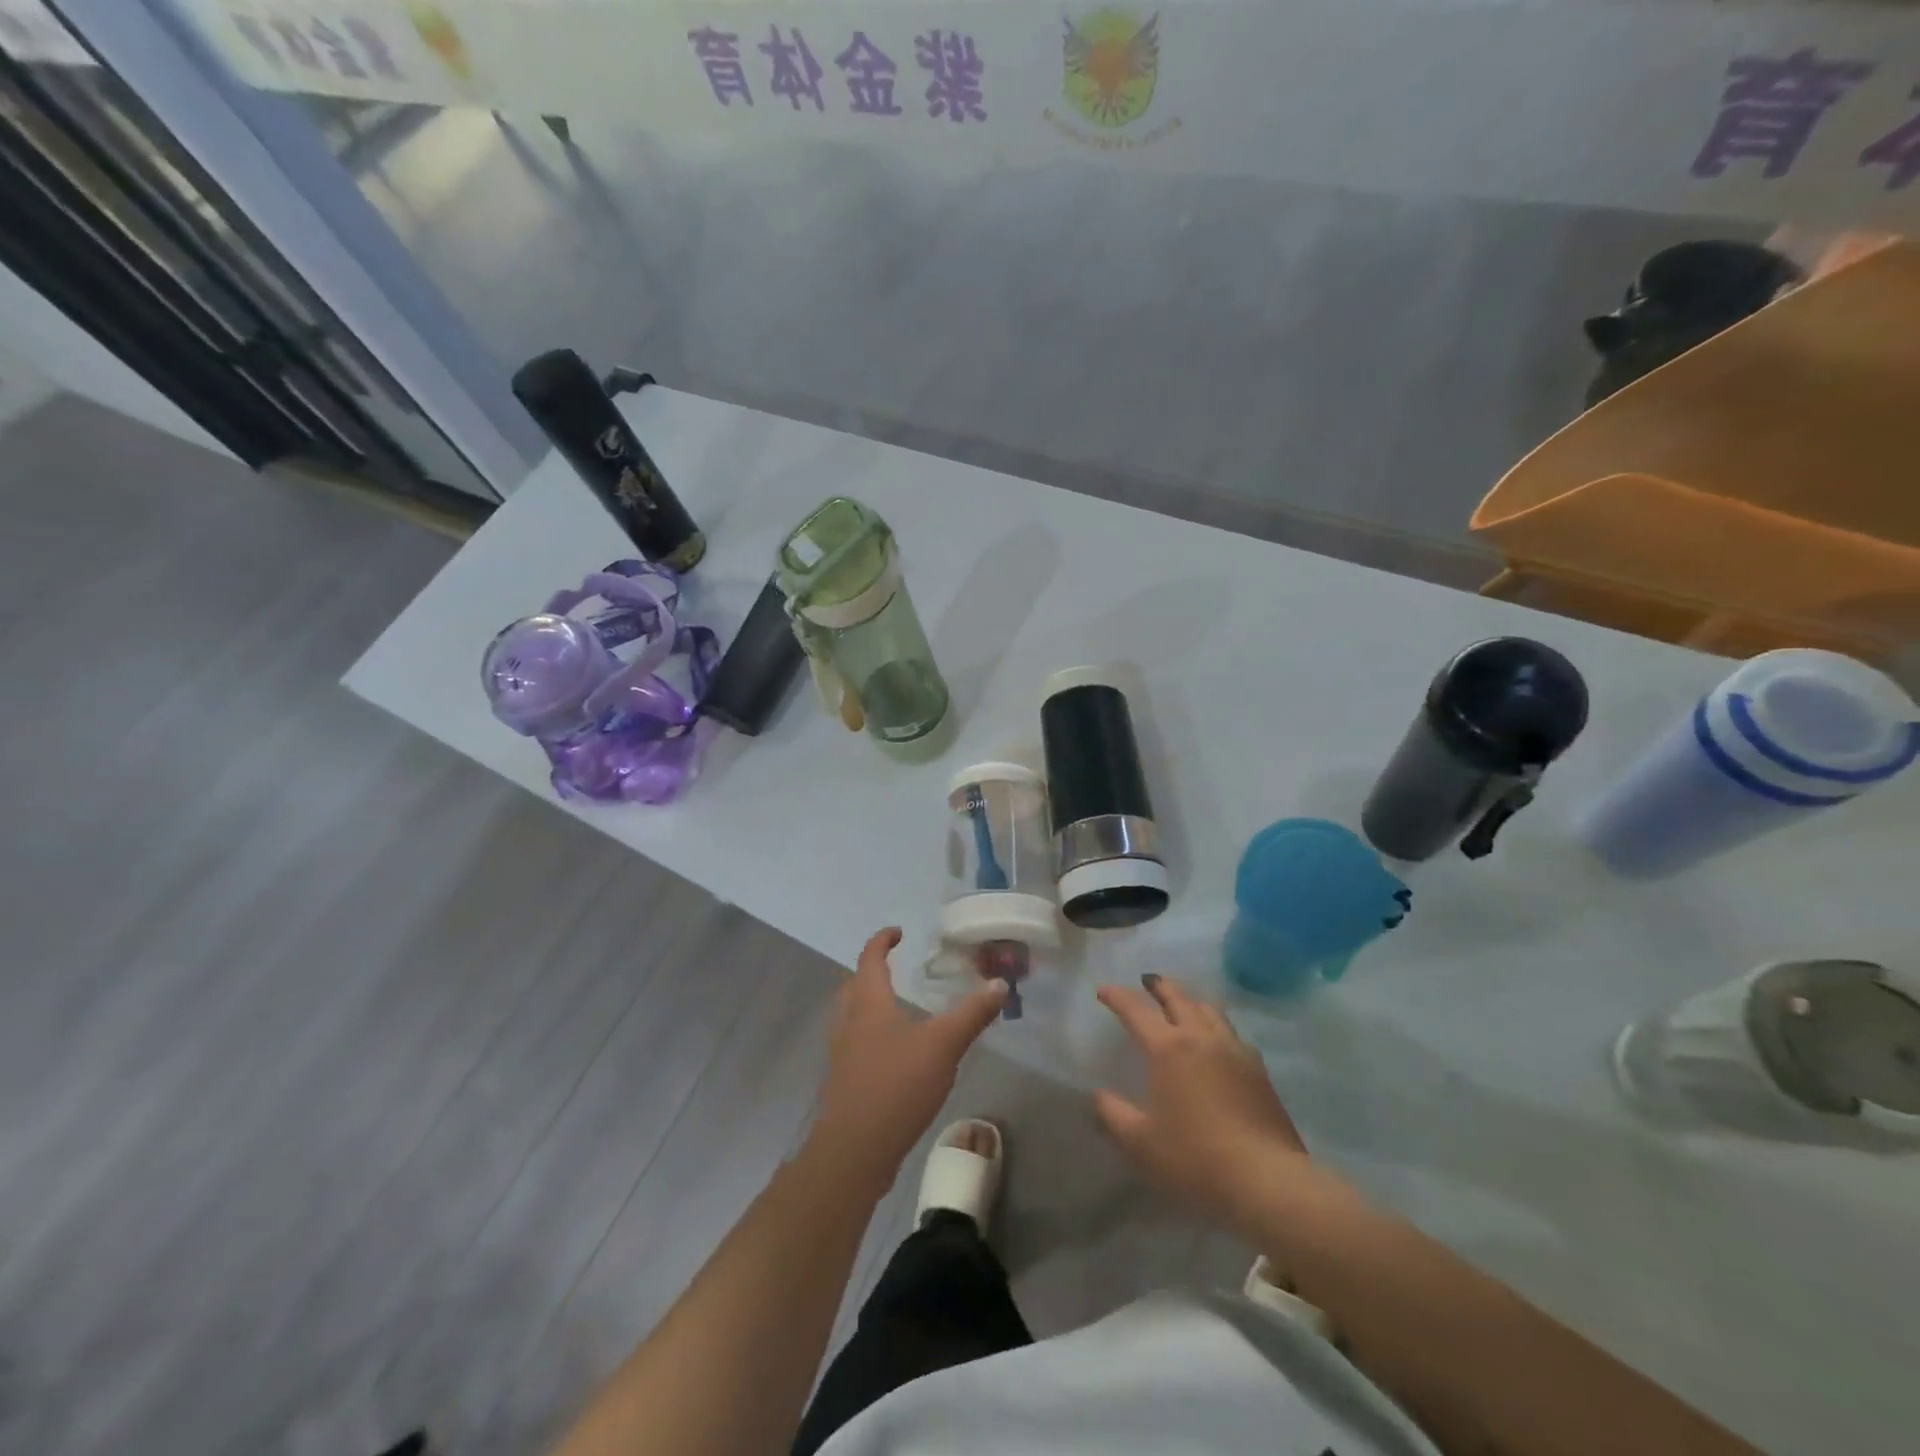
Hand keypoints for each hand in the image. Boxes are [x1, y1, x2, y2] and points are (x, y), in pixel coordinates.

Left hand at [813, 928, 1006, 1183]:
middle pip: (853, 986)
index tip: (898, 932)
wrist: (854, 1151)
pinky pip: (855, 1044)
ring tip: (895, 1007)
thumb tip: (1000, 984)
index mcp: (868, 1003)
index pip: (870, 959)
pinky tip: (893, 1053)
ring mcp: (841, 1054)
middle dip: (871, 972)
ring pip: (851, 1016)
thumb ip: (972, 1014)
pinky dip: (870, 1034)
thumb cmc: (896, 1086)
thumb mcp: (943, 1045)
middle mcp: (848, 1022)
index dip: (882, 941)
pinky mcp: (843, 1082)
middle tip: (894, 967)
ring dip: (868, 1004)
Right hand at [1093, 974, 1308, 1227]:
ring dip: (1190, 1001)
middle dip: (1159, 986)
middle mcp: (1200, 1038)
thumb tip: (1098, 1095)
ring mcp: (1234, 1050)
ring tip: (1182, 1003)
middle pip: (1178, 998)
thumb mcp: (1140, 1142)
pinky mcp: (1258, 1070)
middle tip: (1147, 981)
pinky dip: (1216, 1026)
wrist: (1266, 1180)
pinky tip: (1217, 1041)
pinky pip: (1232, 1033)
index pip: (1136, 1011)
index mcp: (1167, 1048)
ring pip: (1209, 1010)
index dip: (1117, 997)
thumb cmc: (1194, 1158)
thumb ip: (1112, 1114)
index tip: (1103, 991)